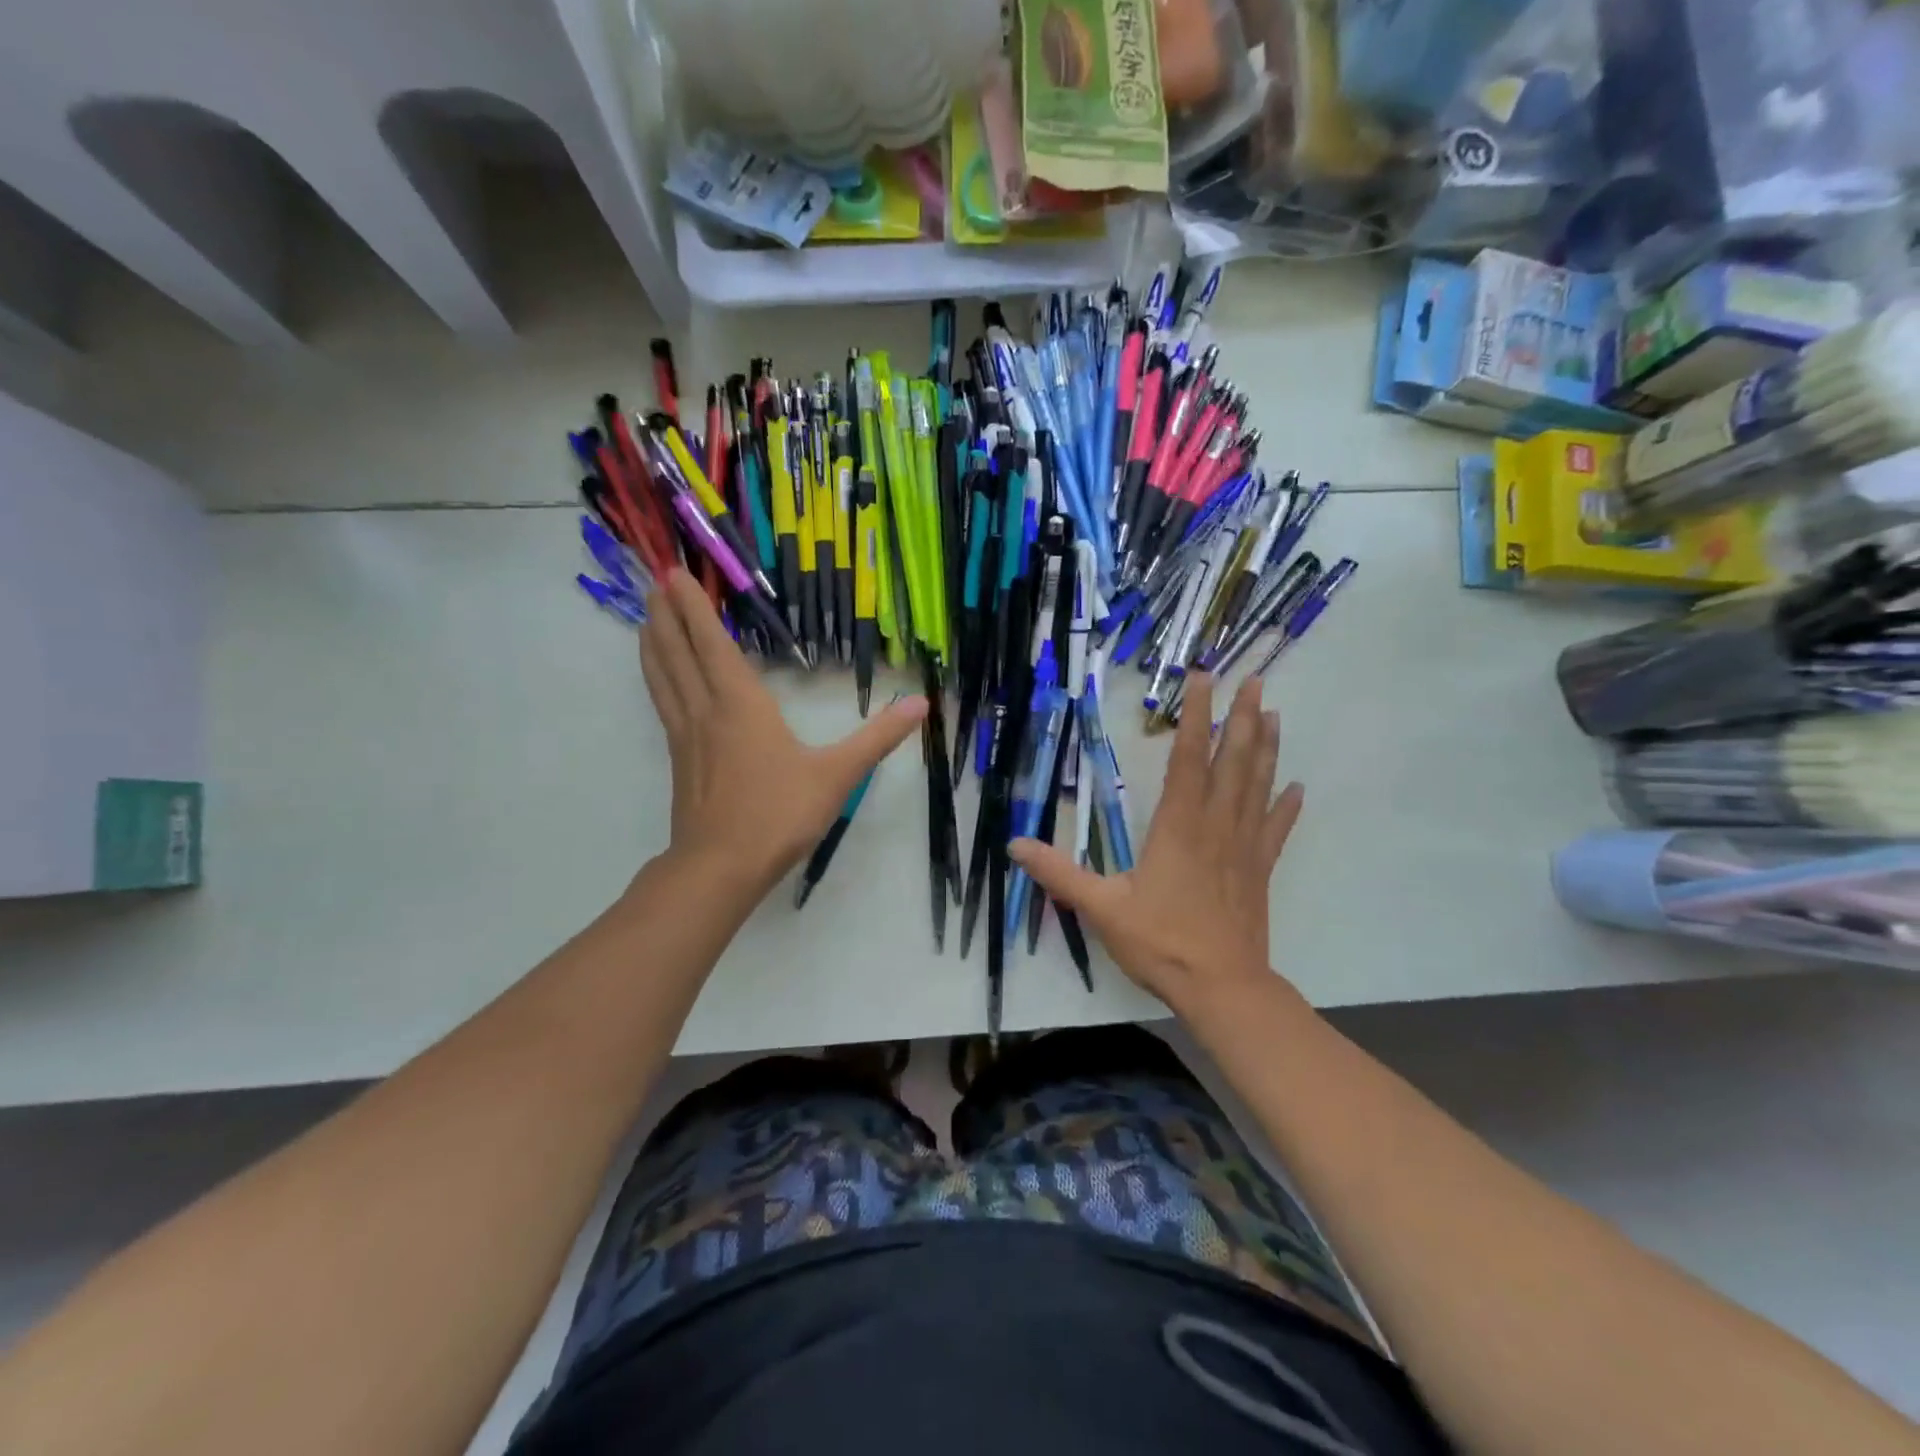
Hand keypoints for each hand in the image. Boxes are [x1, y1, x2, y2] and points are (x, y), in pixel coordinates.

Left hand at [638, 571, 926, 898]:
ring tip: (646, 616)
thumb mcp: (838, 775)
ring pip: (662, 676)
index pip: (710, 642)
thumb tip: (920, 703)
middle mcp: (705, 710)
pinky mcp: (679, 759)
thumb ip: (877, 737)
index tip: (674, 573)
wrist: (721, 867)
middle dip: (665, 613)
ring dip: (654, 642)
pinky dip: (657, 678)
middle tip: (657, 580)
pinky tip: (660, 680)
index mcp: (739, 704)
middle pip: (677, 651)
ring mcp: (685, 735)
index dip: (692, 606)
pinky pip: (663, 703)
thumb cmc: (778, 814)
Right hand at [1011, 674, 1299, 1009]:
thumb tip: (1015, 844)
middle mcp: (1215, 826)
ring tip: (1276, 714)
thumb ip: (1058, 873)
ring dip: (1266, 749)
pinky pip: (1276, 830)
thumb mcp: (1100, 907)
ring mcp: (1243, 848)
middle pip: (1233, 762)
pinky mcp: (1258, 871)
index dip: (1195, 717)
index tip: (1203, 680)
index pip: (1187, 758)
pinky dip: (1286, 806)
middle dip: (1243, 719)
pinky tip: (1298, 788)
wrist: (1221, 987)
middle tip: (1256, 682)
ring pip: (1258, 787)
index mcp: (1178, 826)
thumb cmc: (1160, 943)